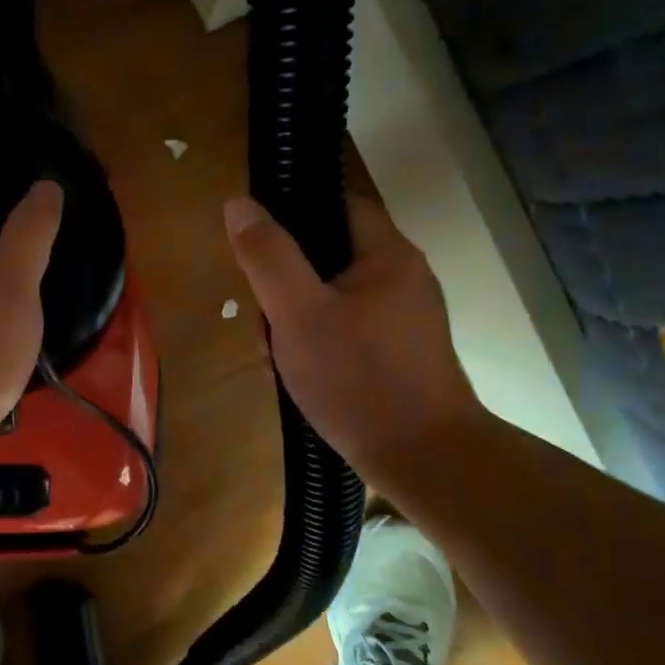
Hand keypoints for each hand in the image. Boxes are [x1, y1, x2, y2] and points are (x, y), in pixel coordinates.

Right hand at [225, 194, 485, 493]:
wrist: (425, 460)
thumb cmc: (358, 378)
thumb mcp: (298, 314)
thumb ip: (268, 257)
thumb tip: (239, 204)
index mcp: (388, 254)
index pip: (336, 205)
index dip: (291, 213)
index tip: (254, 244)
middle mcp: (404, 277)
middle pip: (331, 255)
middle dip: (287, 281)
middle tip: (262, 318)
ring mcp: (406, 319)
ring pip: (335, 297)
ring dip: (299, 317)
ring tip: (276, 355)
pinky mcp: (402, 354)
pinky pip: (349, 329)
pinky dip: (320, 342)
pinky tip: (303, 374)